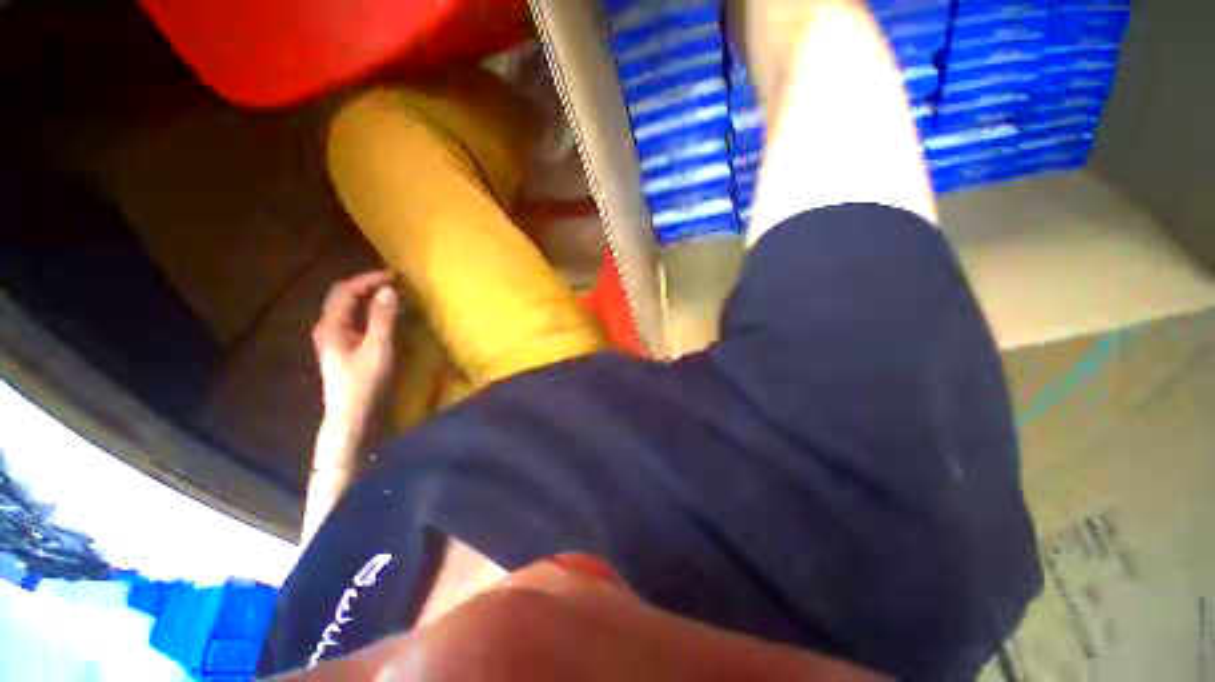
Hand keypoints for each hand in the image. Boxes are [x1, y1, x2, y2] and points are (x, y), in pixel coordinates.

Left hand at [312, 270, 399, 426]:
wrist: (351, 414)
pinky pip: (352, 319)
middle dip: (366, 285)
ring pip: (346, 308)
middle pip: (342, 296)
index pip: (345, 291)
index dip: (368, 279)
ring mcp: (333, 339)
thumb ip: (382, 318)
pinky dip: (367, 310)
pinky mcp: (342, 348)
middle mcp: (327, 328)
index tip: (394, 276)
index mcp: (330, 325)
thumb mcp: (377, 348)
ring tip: (389, 293)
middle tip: (393, 282)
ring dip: (366, 296)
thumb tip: (389, 290)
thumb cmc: (364, 381)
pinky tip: (381, 315)